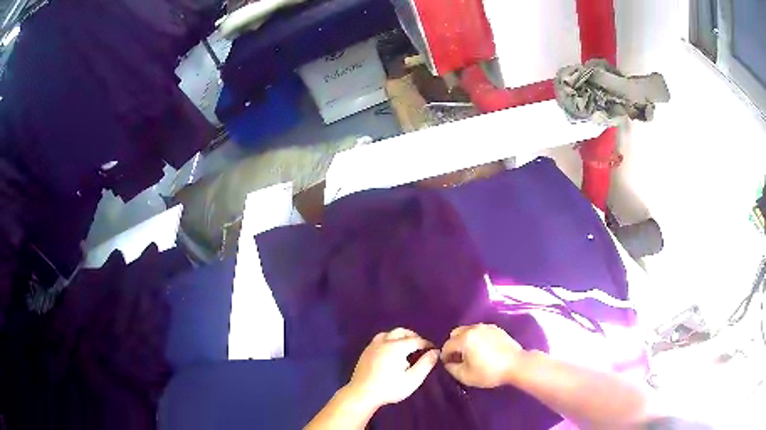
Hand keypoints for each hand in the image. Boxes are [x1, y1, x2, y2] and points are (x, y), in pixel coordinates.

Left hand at [347, 328, 439, 409]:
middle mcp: (384, 342)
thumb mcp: (413, 379)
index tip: (433, 349)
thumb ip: (426, 364)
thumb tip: (435, 352)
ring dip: (399, 336)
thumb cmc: (390, 388)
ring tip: (406, 346)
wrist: (362, 394)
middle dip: (413, 336)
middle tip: (420, 346)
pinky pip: (379, 339)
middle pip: (401, 332)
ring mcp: (373, 346)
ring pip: (388, 333)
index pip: (415, 340)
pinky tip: (390, 351)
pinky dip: (388, 340)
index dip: (426, 344)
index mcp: (397, 347)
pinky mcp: (365, 352)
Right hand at [441, 324, 522, 387]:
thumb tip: (448, 362)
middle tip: (458, 358)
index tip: (448, 365)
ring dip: (465, 340)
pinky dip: (477, 338)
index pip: (447, 345)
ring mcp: (486, 327)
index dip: (444, 356)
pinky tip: (483, 350)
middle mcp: (474, 328)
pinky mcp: (496, 329)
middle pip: (456, 333)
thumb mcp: (465, 376)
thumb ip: (451, 368)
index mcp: (465, 338)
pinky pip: (480, 331)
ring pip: (468, 330)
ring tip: (470, 354)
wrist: (516, 365)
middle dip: (454, 345)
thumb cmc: (489, 372)